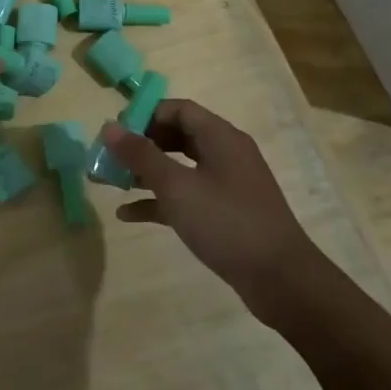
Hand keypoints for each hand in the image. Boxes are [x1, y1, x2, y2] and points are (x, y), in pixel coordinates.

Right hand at [104, 100, 321, 310]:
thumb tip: (109, 126)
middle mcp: (225, 153)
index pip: (178, 109)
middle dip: (140, 145)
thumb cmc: (226, 223)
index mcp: (220, 137)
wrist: (281, 280)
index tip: (115, 134)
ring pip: (178, 167)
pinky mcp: (225, 212)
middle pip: (176, 136)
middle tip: (109, 158)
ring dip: (145, 173)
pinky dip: (159, 200)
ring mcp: (227, 184)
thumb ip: (141, 155)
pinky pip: (186, 195)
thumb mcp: (176, 187)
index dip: (144, 116)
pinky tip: (128, 214)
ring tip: (110, 183)